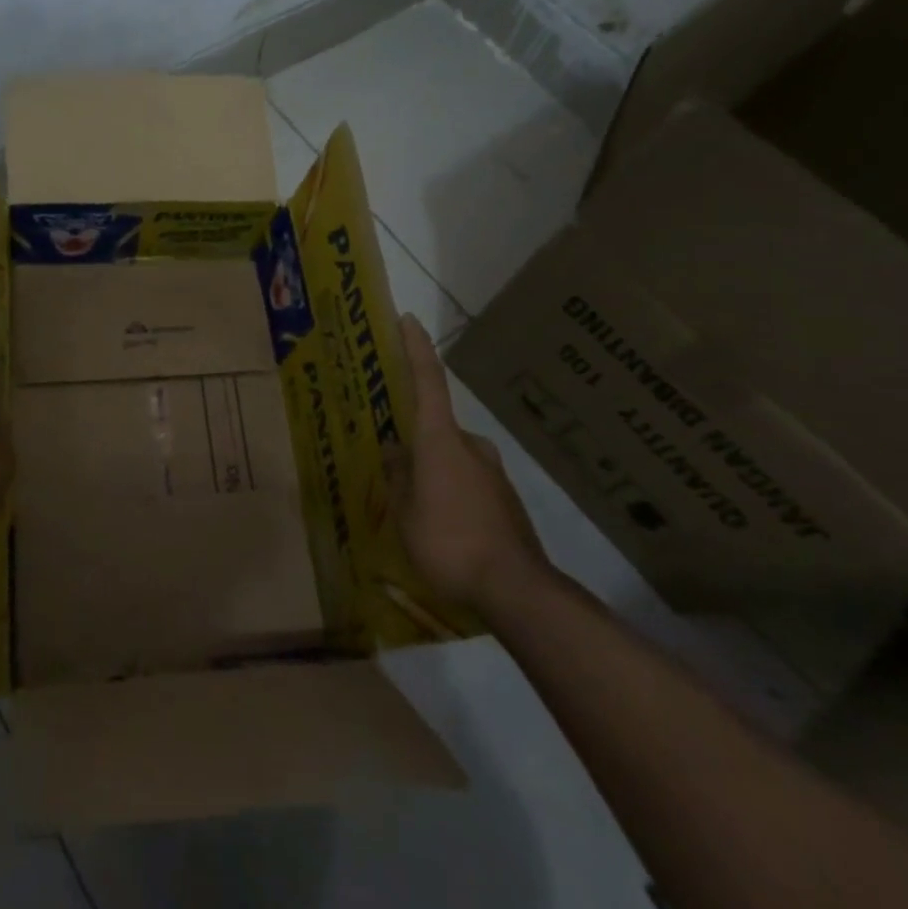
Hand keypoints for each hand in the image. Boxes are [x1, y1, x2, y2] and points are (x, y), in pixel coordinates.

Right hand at [392, 314, 552, 614]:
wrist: (515, 588)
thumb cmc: (448, 542)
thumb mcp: (405, 512)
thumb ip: (397, 476)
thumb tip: (394, 449)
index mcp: (440, 441)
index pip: (428, 382)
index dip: (417, 348)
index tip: (408, 319)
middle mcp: (470, 446)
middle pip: (436, 428)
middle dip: (414, 440)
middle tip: (392, 461)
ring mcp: (492, 472)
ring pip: (451, 458)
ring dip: (432, 471)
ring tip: (412, 505)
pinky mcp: (505, 499)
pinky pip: (466, 482)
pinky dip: (450, 491)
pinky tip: (441, 525)